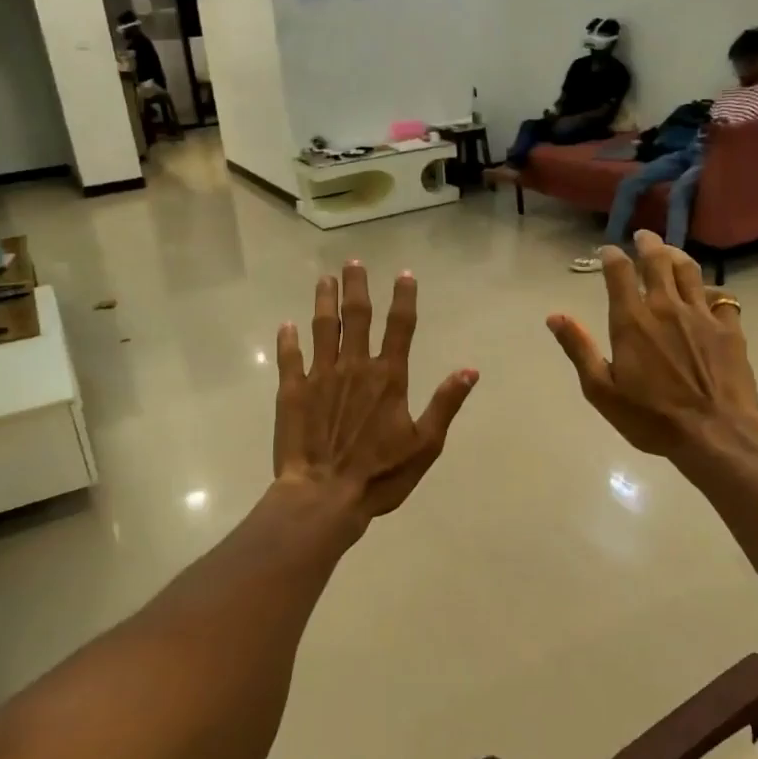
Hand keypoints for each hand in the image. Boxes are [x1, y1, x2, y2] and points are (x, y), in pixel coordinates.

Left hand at [273, 261, 476, 518]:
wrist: (325, 496)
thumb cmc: (380, 475)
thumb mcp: (426, 444)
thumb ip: (446, 403)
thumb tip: (470, 369)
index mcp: (388, 378)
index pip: (400, 327)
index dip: (404, 298)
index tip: (404, 274)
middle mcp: (354, 367)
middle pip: (357, 316)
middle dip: (357, 286)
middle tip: (353, 262)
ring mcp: (320, 376)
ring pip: (323, 327)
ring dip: (324, 301)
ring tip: (324, 279)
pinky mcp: (292, 391)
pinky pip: (289, 357)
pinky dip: (288, 340)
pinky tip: (286, 326)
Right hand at [547, 230, 757, 459]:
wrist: (715, 433)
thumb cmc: (650, 417)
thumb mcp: (601, 390)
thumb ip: (579, 349)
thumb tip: (555, 316)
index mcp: (632, 321)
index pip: (619, 273)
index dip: (611, 256)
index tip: (607, 250)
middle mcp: (666, 308)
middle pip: (658, 261)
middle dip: (648, 244)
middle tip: (643, 236)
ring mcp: (702, 315)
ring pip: (690, 271)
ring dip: (678, 255)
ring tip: (671, 251)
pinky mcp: (729, 329)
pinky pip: (720, 297)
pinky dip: (710, 289)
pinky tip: (707, 293)